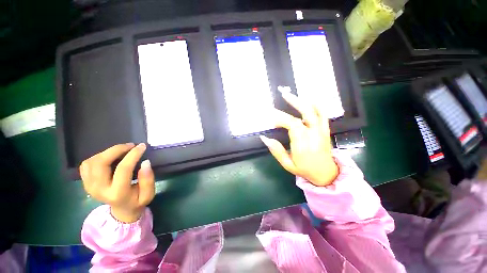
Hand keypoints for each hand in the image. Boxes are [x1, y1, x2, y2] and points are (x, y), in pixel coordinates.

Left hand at [80, 143, 154, 222]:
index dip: (133, 155)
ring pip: (92, 161)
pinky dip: (98, 156)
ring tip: (122, 151)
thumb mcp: (148, 194)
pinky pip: (86, 164)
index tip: (142, 146)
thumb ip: (148, 180)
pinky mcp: (85, 183)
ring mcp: (89, 186)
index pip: (123, 169)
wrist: (122, 210)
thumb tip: (146, 162)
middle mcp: (99, 189)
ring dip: (108, 152)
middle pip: (101, 163)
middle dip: (116, 150)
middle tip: (130, 146)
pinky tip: (110, 157)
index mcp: (117, 193)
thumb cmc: (137, 201)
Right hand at [260, 91, 338, 186]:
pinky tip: (309, 99)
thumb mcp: (287, 164)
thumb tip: (264, 138)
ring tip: (292, 94)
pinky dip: (317, 105)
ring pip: (315, 112)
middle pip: (305, 114)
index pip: (292, 125)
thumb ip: (276, 151)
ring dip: (303, 101)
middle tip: (283, 94)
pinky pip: (324, 115)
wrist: (326, 174)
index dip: (281, 119)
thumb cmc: (304, 170)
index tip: (272, 120)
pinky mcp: (325, 130)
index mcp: (304, 145)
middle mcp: (314, 135)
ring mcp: (322, 131)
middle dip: (293, 102)